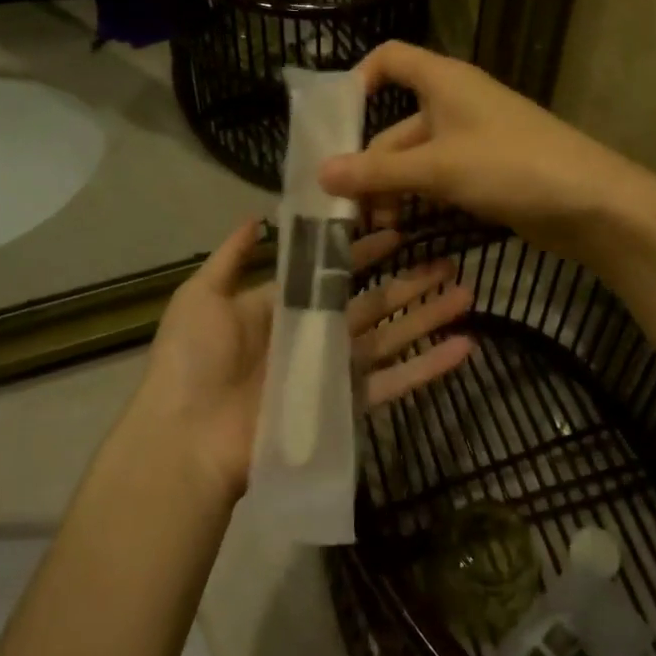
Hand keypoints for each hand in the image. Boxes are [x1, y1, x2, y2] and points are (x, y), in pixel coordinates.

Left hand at [138, 218, 475, 498]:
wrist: (188, 439)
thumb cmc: (193, 361)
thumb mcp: (201, 296)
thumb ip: (230, 257)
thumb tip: (256, 217)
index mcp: (283, 306)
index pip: (333, 272)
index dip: (365, 251)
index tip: (398, 230)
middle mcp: (314, 334)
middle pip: (372, 302)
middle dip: (410, 281)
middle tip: (449, 260)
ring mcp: (333, 371)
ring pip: (392, 336)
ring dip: (429, 316)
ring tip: (467, 293)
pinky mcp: (346, 406)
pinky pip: (395, 382)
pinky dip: (429, 366)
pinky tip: (464, 346)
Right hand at [318, 42, 655, 260]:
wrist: (590, 202)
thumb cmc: (511, 166)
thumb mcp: (438, 168)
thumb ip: (378, 172)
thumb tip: (320, 173)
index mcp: (443, 81)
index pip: (390, 59)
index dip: (358, 80)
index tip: (334, 124)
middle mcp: (453, 104)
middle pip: (394, 125)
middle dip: (368, 164)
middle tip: (341, 209)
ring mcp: (470, 140)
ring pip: (414, 159)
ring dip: (390, 189)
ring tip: (371, 228)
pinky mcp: (484, 172)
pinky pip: (437, 179)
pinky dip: (417, 199)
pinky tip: (402, 228)